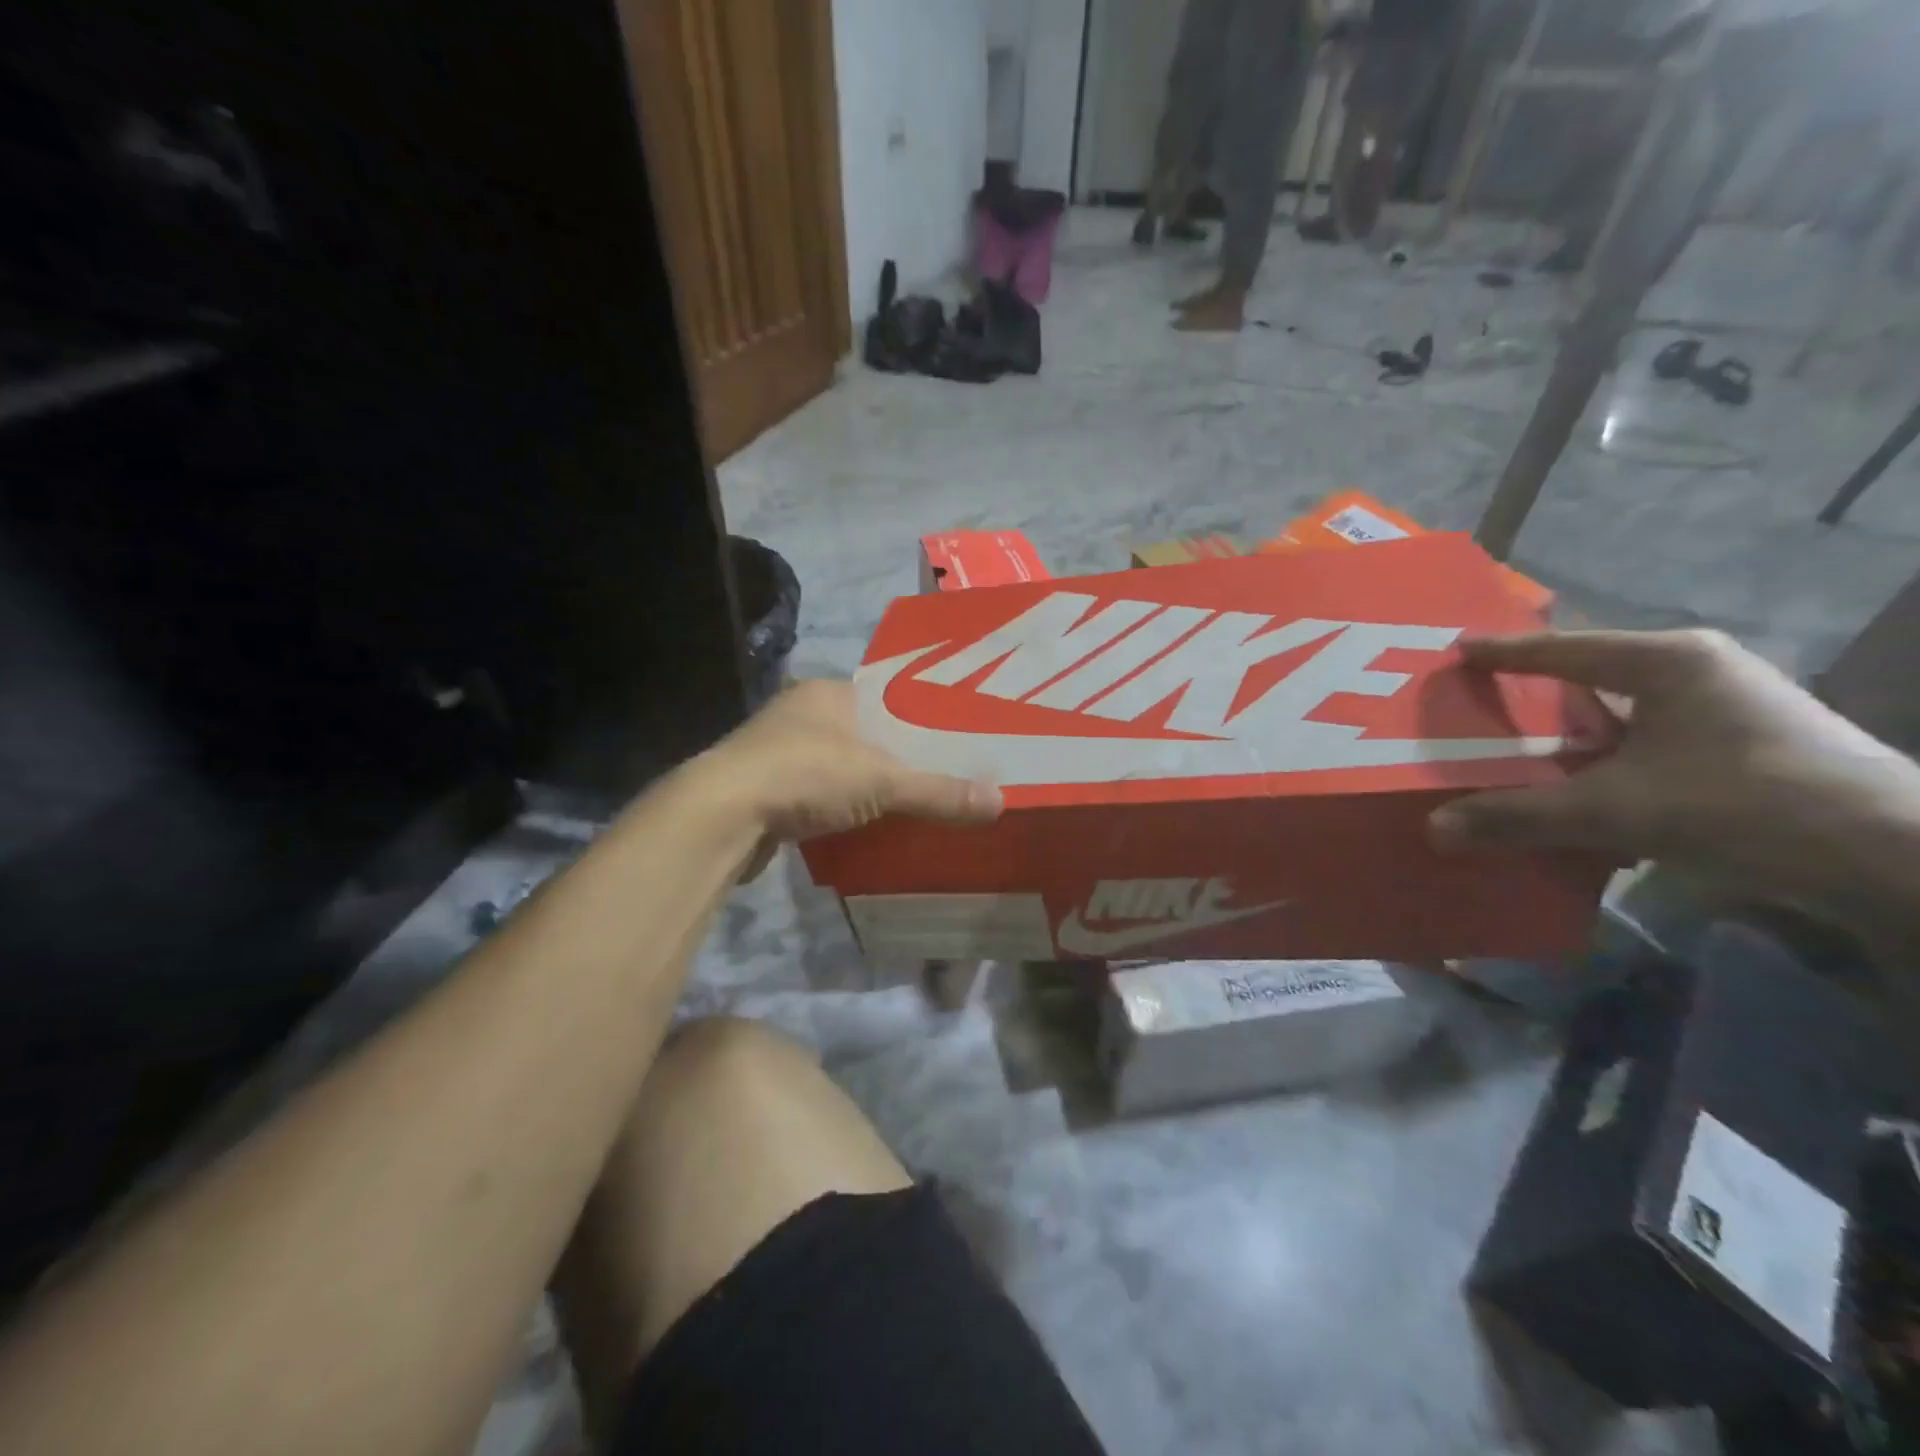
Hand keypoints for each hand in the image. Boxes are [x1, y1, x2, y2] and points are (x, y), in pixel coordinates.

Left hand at [696, 679, 1000, 852]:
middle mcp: (802, 713)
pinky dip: (842, 807)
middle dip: (898, 758)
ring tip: (912, 805)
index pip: (889, 697)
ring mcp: (778, 751)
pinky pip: (819, 793)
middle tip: (941, 780)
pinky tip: (867, 826)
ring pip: (841, 765)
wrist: (719, 817)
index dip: (922, 718)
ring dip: (868, 785)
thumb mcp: (880, 781)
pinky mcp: (766, 788)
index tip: (954, 742)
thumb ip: (938, 791)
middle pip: (867, 734)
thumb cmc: (804, 775)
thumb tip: (999, 801)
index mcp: (829, 692)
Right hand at [1429, 630, 1919, 914]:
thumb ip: (1520, 817)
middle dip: (1536, 691)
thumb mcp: (1616, 810)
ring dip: (1572, 732)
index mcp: (1668, 662)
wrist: (1896, 859)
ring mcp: (1729, 710)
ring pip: (1622, 712)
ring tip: (1519, 748)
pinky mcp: (1745, 748)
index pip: (1563, 649)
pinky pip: (1648, 743)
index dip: (1504, 652)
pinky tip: (1580, 787)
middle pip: (1592, 675)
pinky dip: (1606, 760)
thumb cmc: (1746, 804)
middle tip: (1480, 699)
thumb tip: (1436, 829)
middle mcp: (1699, 673)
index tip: (1457, 651)